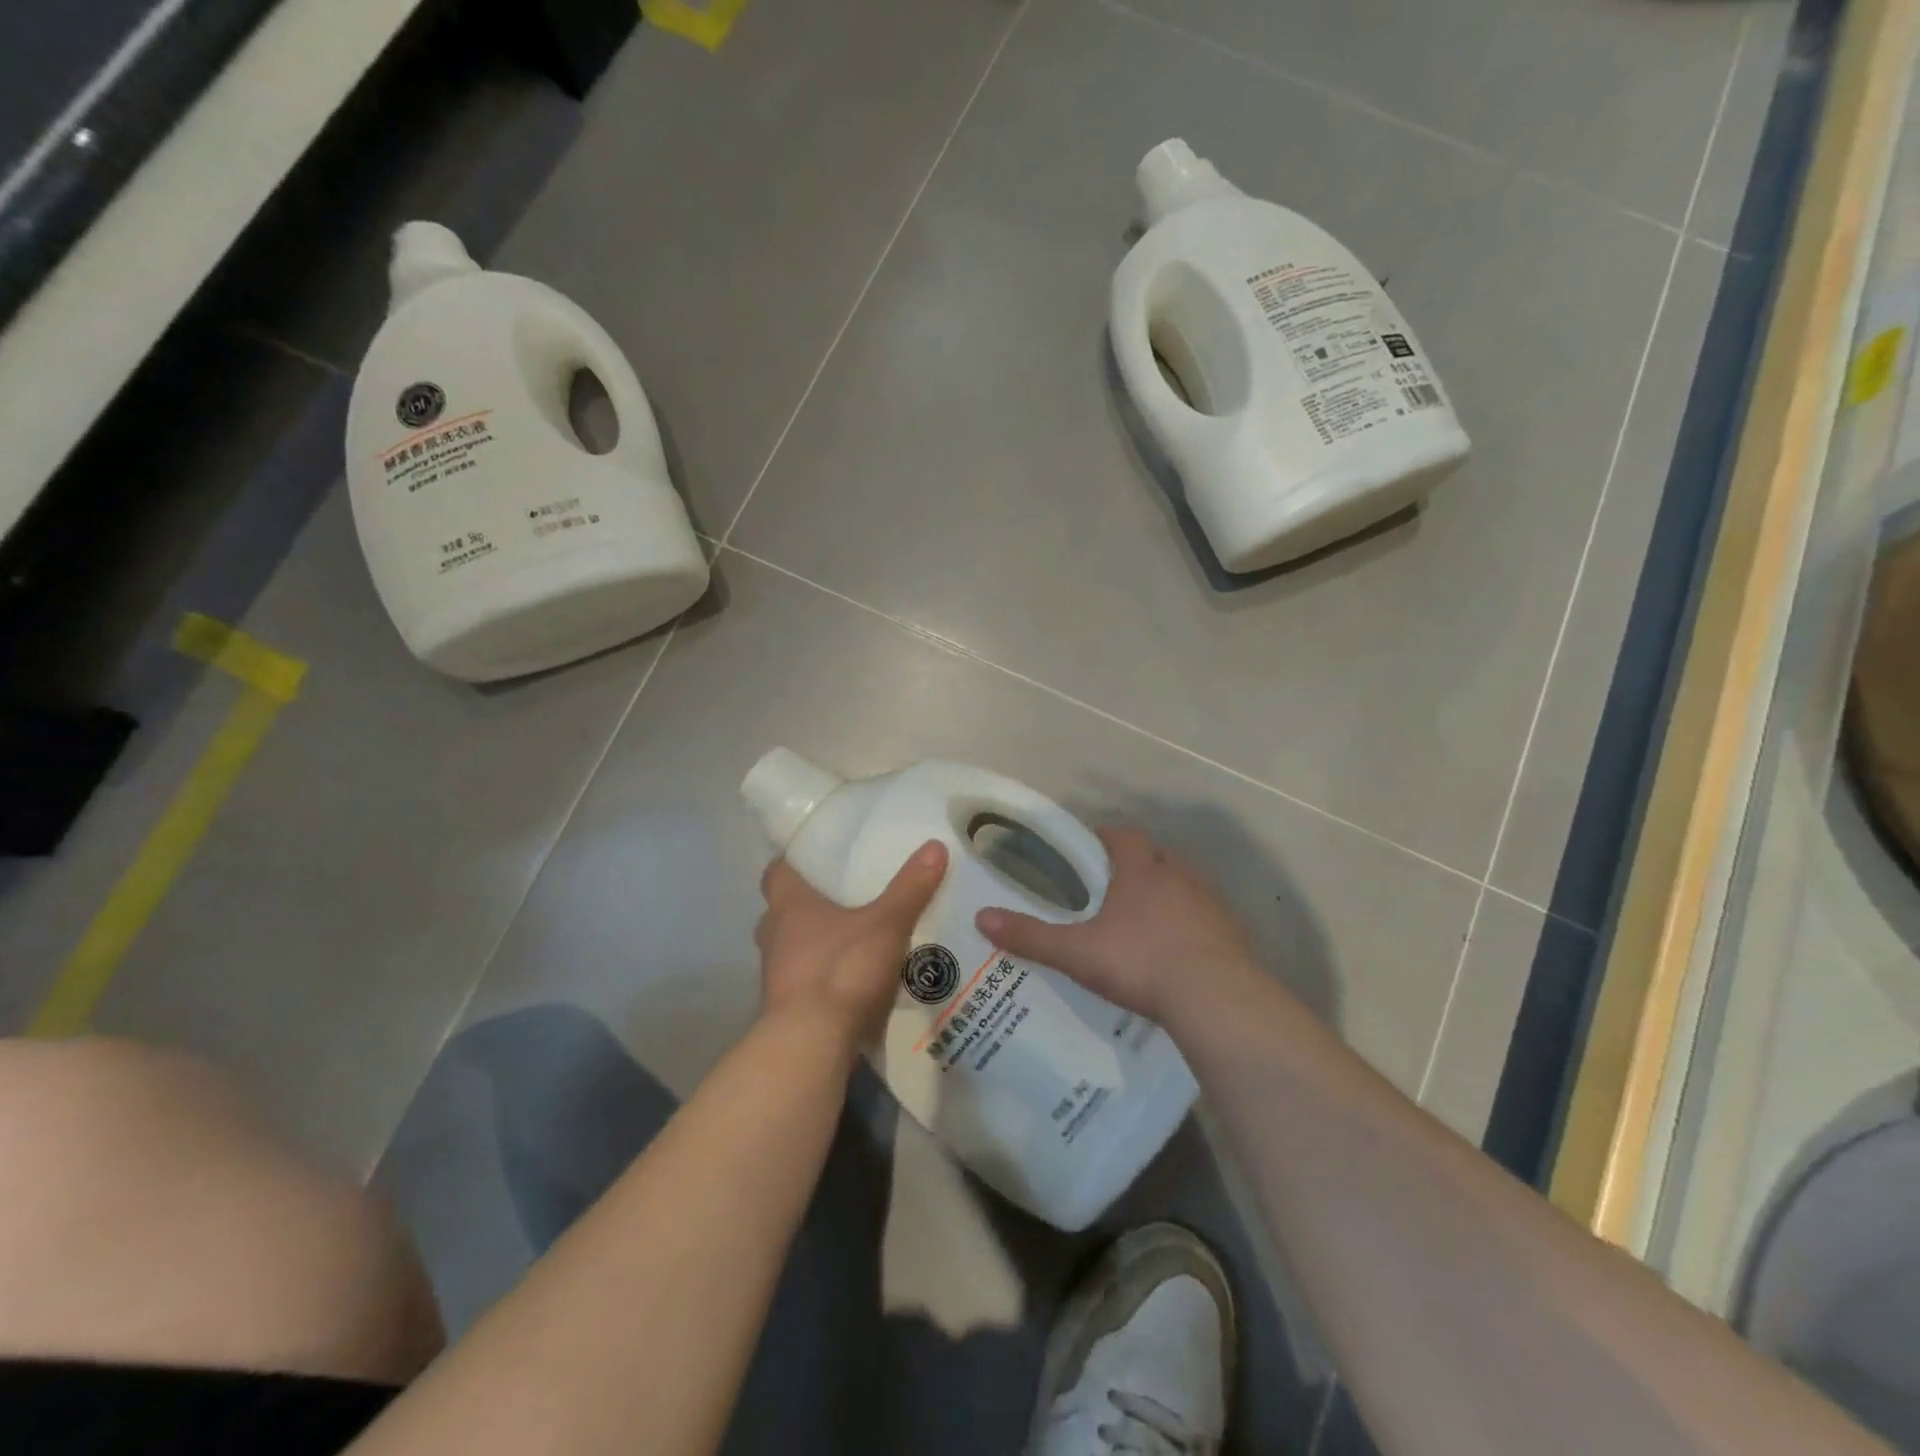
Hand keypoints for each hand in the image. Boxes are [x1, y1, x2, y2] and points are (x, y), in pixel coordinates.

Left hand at [755, 840, 948, 1045]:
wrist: (811, 1044)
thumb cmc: (842, 970)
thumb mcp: (886, 924)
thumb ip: (910, 888)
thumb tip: (935, 845)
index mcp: (789, 906)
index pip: (776, 872)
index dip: (793, 863)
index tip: (815, 858)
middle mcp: (774, 935)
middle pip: (782, 911)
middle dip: (806, 905)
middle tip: (841, 898)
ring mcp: (776, 975)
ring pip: (791, 947)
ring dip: (814, 943)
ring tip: (851, 939)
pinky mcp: (786, 1008)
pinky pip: (803, 981)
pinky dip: (821, 977)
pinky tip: (851, 980)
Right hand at [975, 826, 1261, 1024]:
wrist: (1214, 997)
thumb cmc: (1140, 962)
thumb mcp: (1077, 953)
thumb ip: (1031, 936)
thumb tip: (982, 917)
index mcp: (1140, 870)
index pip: (1122, 835)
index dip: (1104, 837)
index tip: (1088, 850)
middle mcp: (1178, 875)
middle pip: (1156, 854)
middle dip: (1136, 863)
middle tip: (1113, 888)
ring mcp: (1210, 901)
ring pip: (1185, 882)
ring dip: (1167, 890)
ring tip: (1145, 918)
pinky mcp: (1232, 930)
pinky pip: (1207, 914)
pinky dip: (1191, 921)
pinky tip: (1179, 948)